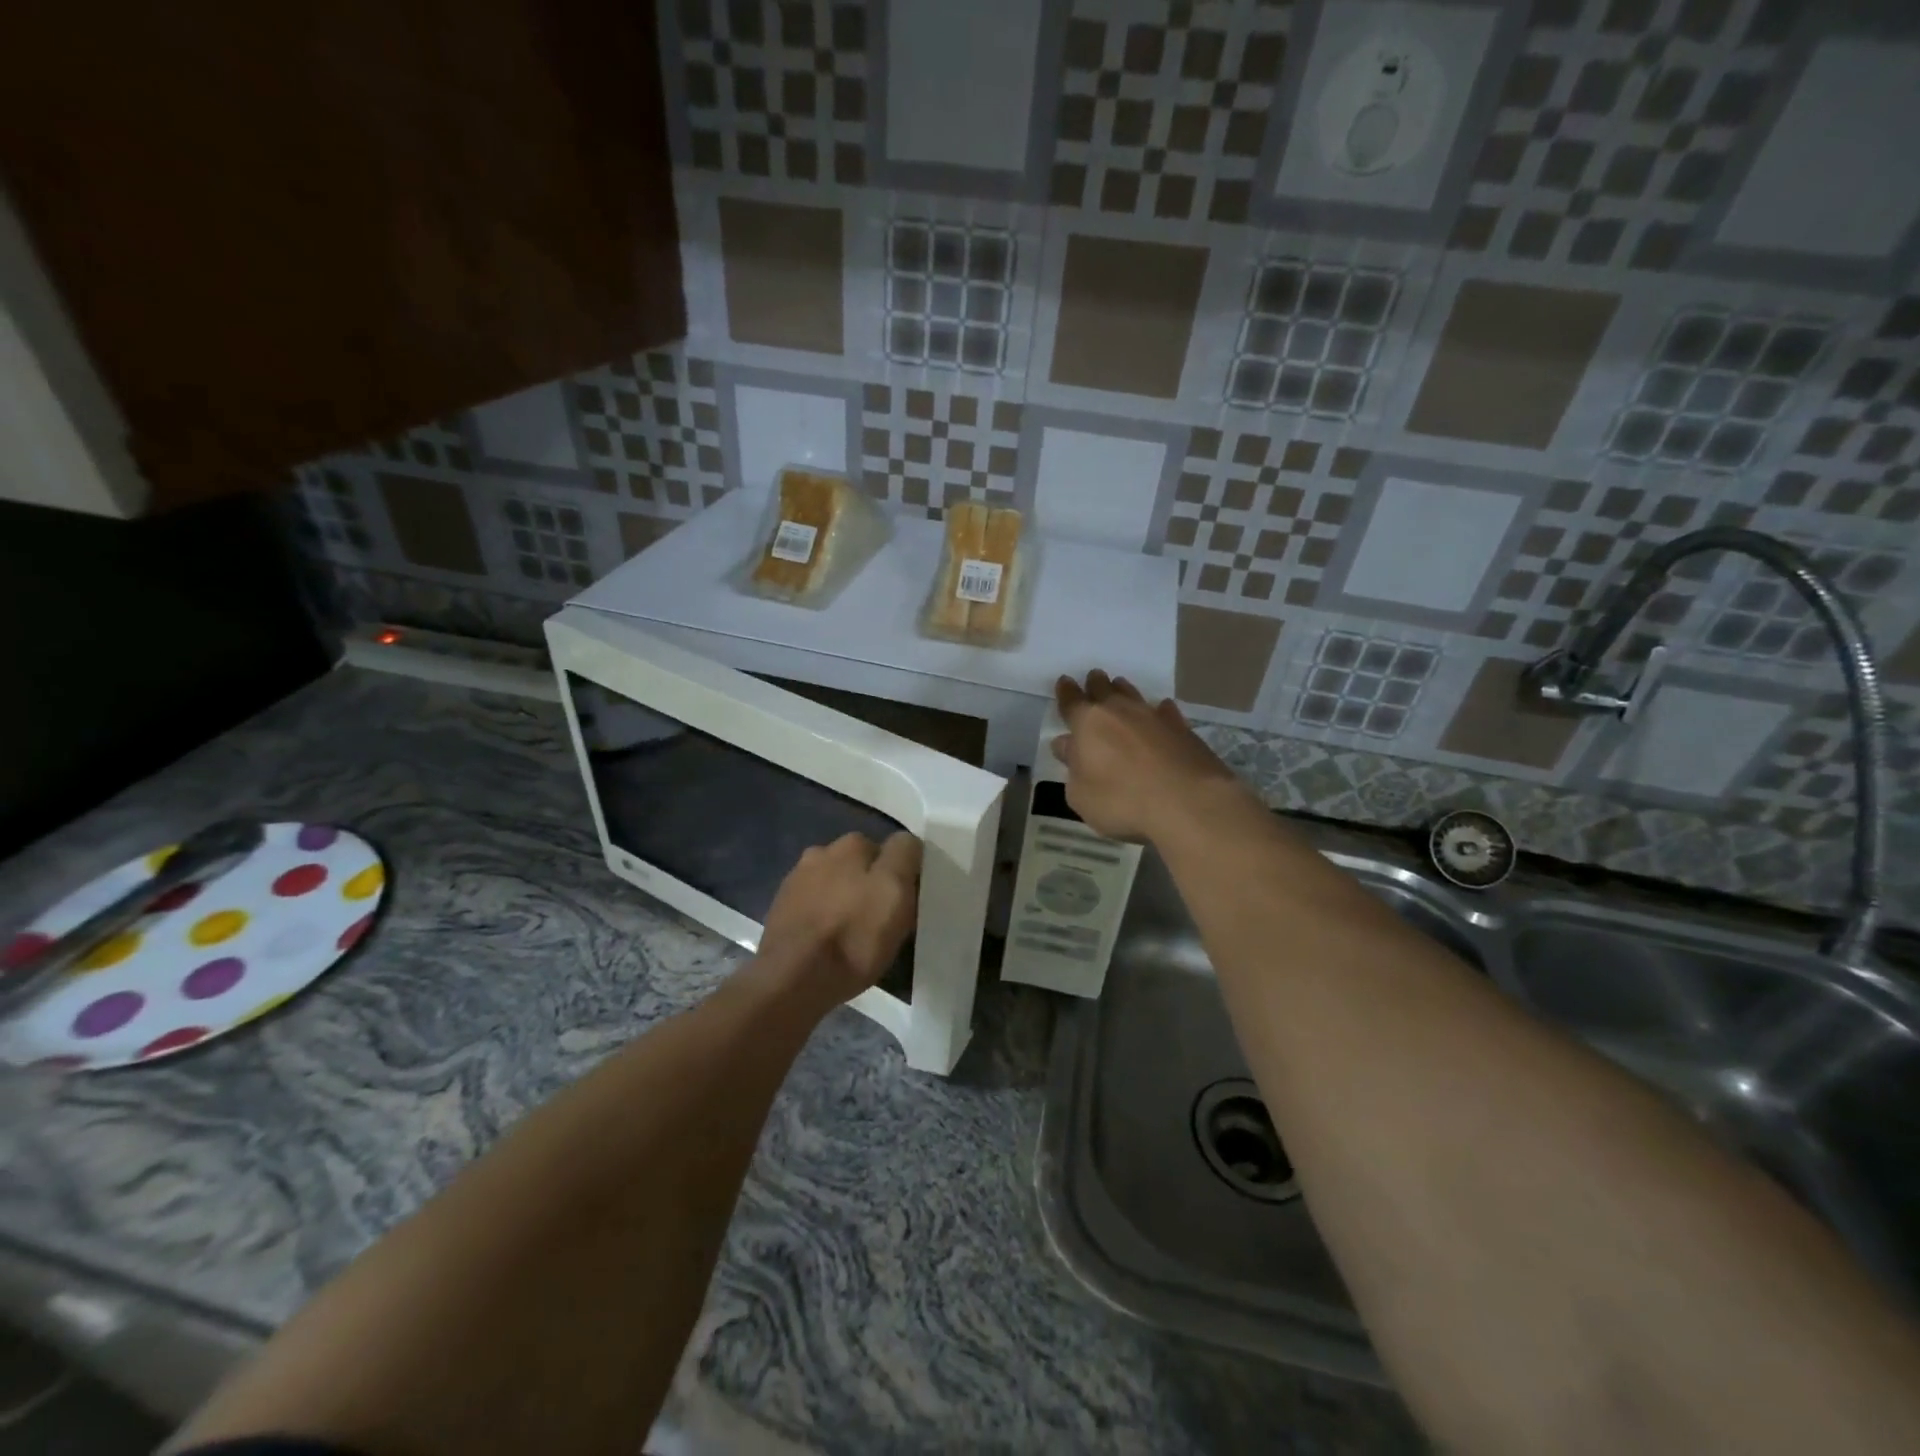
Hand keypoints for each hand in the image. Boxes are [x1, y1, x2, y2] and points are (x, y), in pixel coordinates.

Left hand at [757, 831, 921, 1006]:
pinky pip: (814, 905)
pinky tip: (826, 940)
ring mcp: (796, 880)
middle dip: (870, 883)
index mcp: (852, 844)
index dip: (902, 874)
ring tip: (851, 932)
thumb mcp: (895, 892)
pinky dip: (823, 915)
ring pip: (835, 884)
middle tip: (880, 917)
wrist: (793, 978)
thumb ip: (904, 856)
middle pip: (860, 864)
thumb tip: (905, 844)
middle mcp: (821, 851)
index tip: (904, 902)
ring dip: (844, 898)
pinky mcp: (780, 908)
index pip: (893, 848)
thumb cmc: (854, 935)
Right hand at [1051, 670, 1246, 843]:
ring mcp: (1154, 717)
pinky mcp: (1182, 729)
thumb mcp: (1081, 795)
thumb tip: (1067, 746)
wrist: (1188, 802)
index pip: (1072, 702)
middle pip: (1104, 689)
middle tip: (1093, 677)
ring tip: (1119, 686)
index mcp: (1088, 723)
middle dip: (1095, 683)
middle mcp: (1120, 711)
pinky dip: (1160, 710)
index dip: (1066, 692)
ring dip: (1124, 690)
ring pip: (1134, 695)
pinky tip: (1162, 709)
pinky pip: (1166, 711)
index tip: (1064, 681)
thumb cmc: (1122, 801)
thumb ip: (1073, 768)